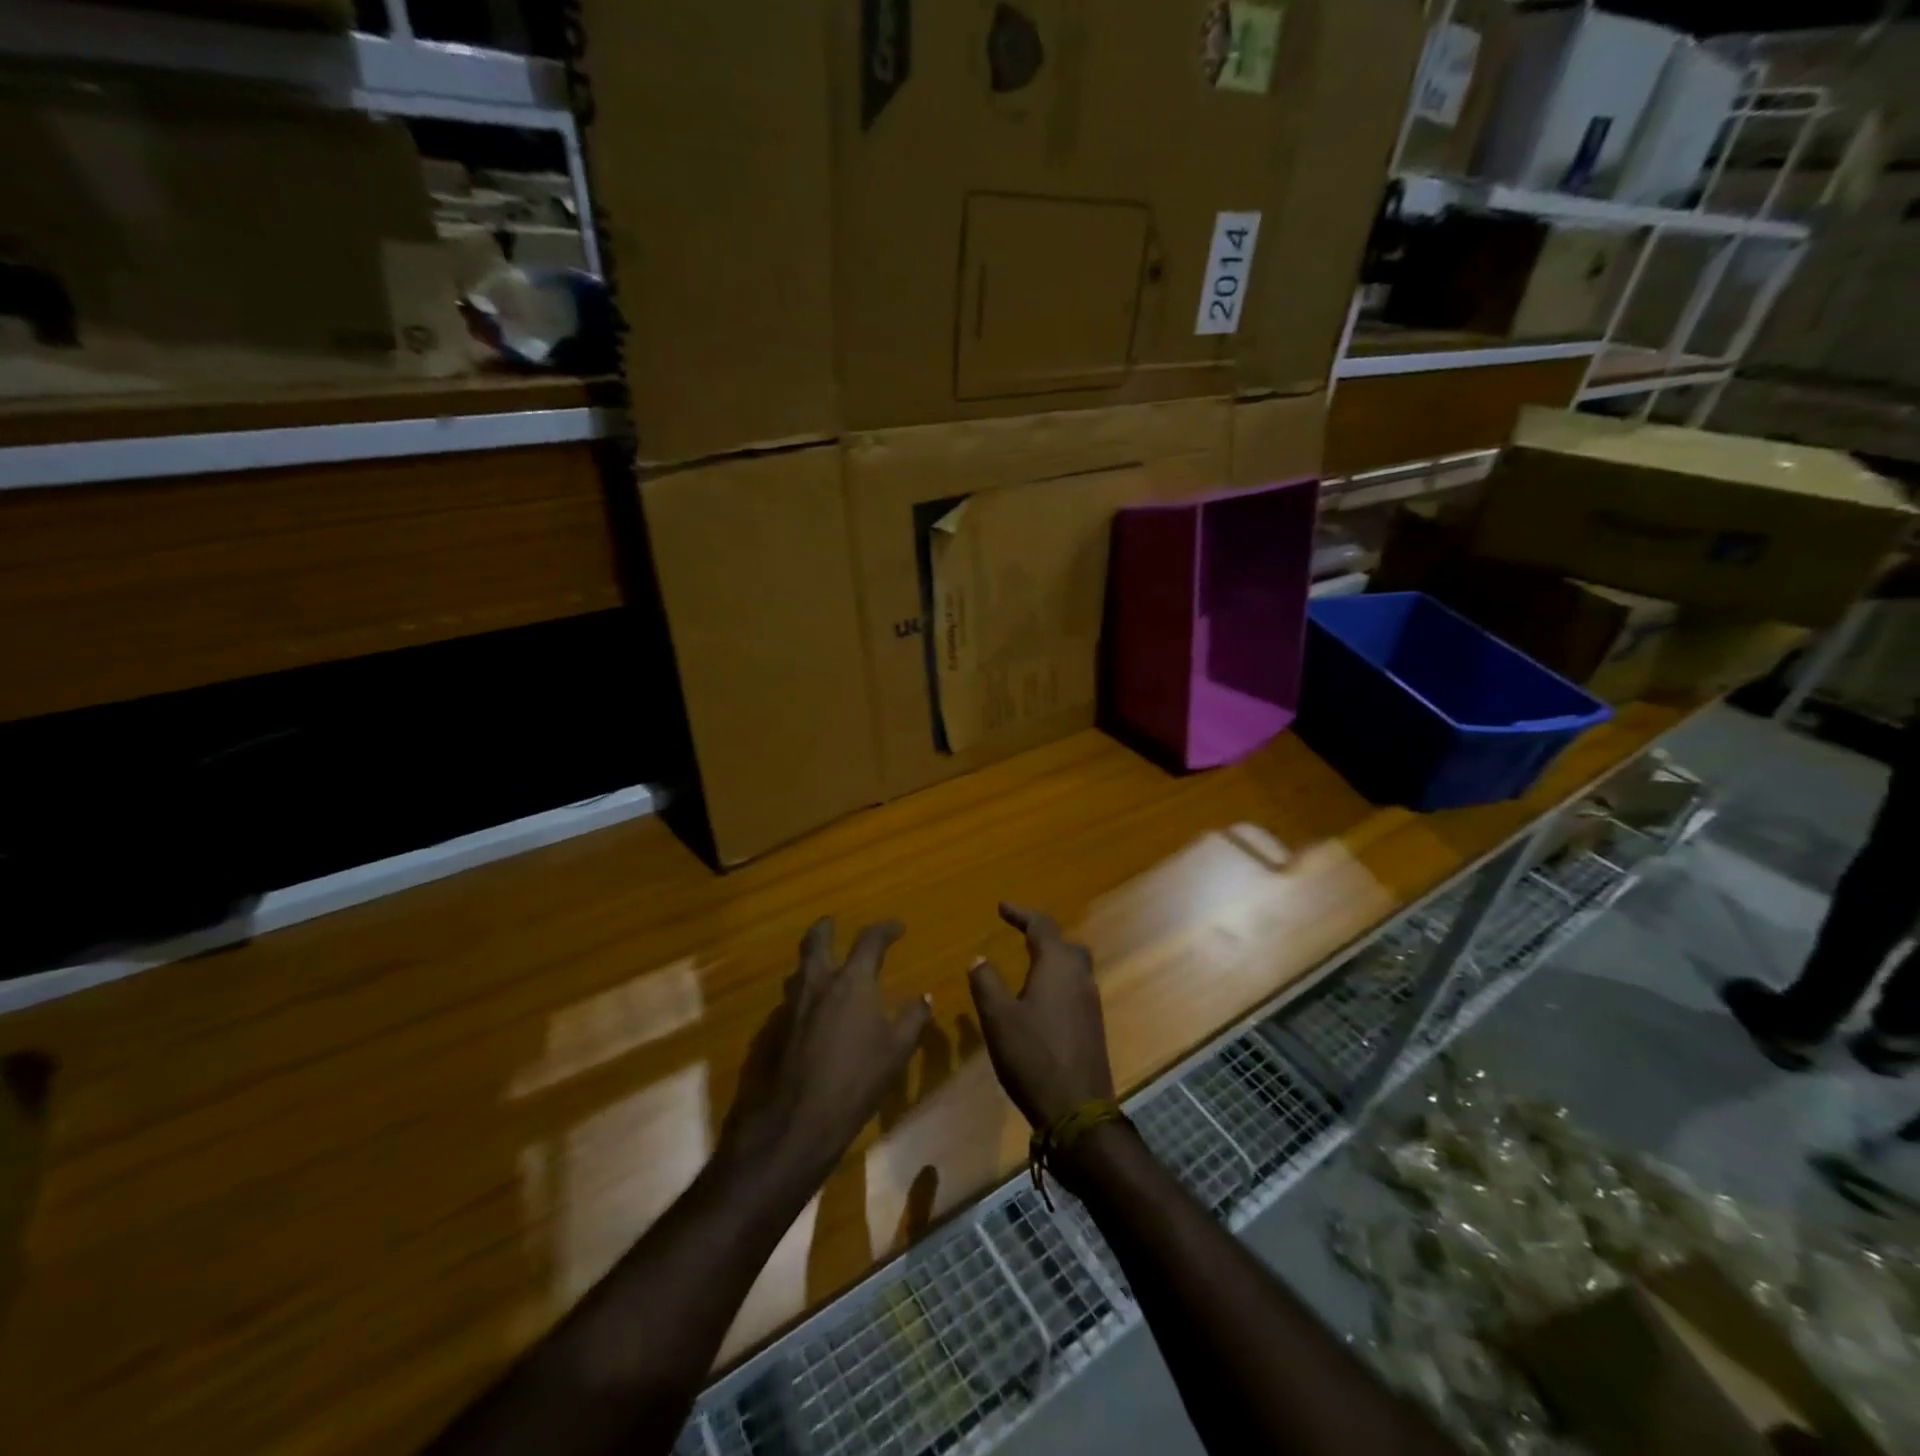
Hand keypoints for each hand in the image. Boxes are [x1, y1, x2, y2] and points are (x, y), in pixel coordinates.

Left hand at [727, 918, 931, 1181]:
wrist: (801, 1117)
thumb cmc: (857, 1078)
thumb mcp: (897, 1049)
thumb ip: (913, 1018)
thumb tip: (924, 997)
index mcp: (852, 982)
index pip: (869, 941)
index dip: (885, 929)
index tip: (898, 927)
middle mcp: (820, 983)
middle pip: (817, 941)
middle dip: (826, 927)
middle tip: (834, 922)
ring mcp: (796, 1005)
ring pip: (800, 968)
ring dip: (812, 958)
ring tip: (824, 962)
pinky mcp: (781, 1028)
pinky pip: (793, 996)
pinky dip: (805, 989)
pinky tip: (814, 1006)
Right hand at [967, 904, 1113, 1130]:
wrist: (1077, 1110)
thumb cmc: (1033, 1057)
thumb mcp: (998, 1018)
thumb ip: (987, 983)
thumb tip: (979, 958)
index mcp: (1057, 966)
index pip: (1041, 925)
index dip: (1020, 913)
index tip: (1001, 907)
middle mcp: (1080, 976)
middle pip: (1064, 943)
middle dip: (1041, 935)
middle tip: (1018, 934)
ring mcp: (1090, 1001)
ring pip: (1074, 966)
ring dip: (1052, 958)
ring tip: (1027, 965)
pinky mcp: (1093, 1025)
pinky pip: (1076, 987)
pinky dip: (1058, 981)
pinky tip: (1041, 1000)